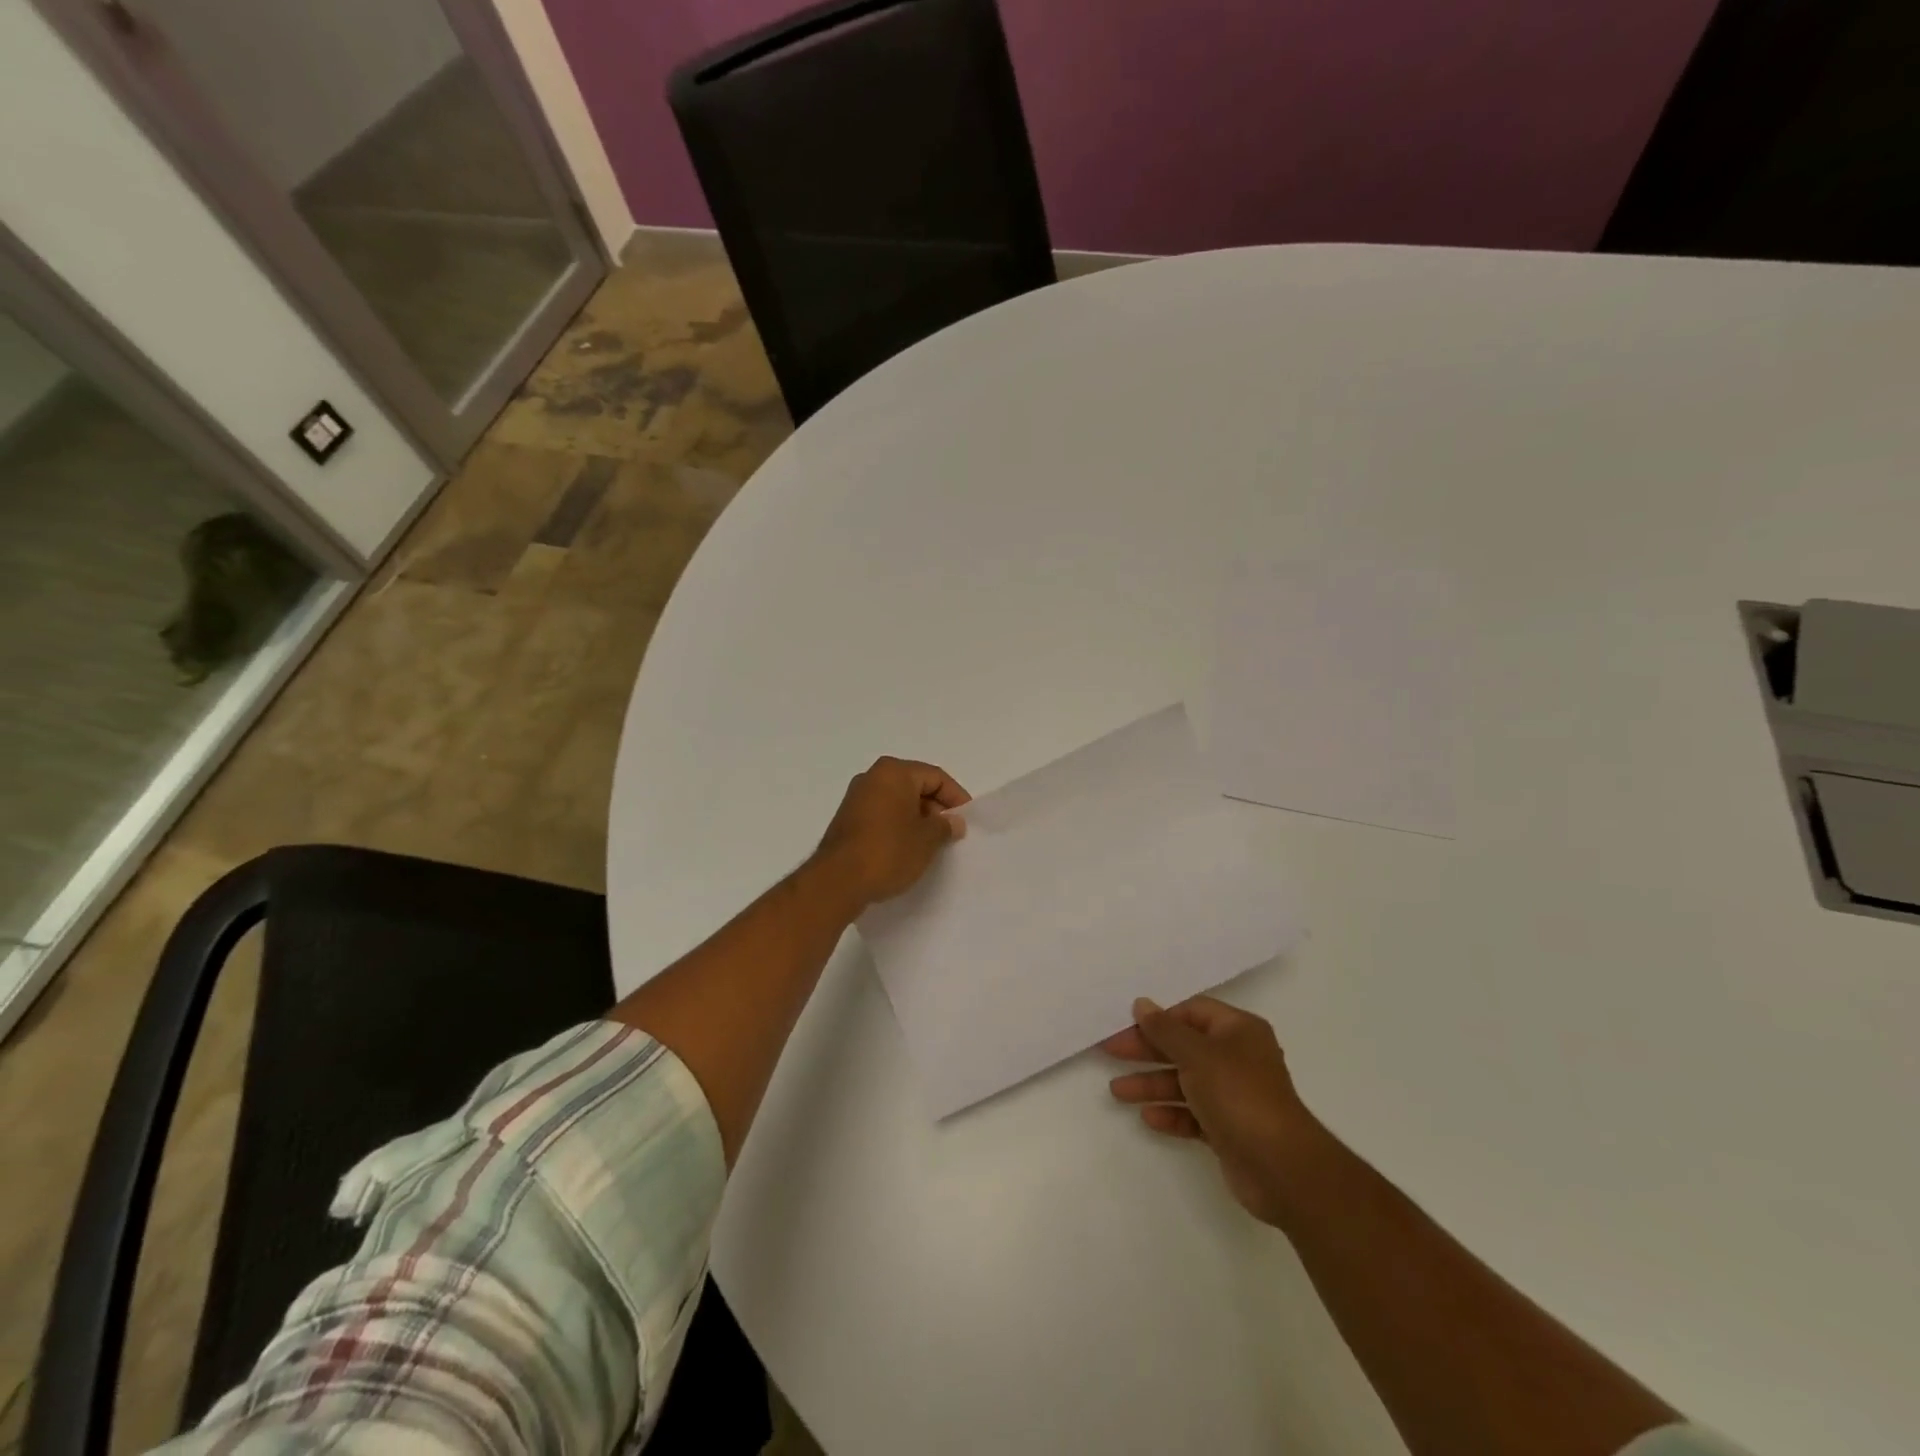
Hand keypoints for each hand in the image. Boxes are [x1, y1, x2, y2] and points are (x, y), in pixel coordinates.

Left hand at [809, 757, 970, 913]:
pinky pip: (882, 814)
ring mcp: (856, 798)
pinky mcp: (846, 819)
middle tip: (950, 834)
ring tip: (931, 845)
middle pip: (915, 785)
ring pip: (897, 801)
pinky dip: (898, 826)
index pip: (935, 776)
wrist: (837, 881)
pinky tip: (906, 849)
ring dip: (917, 819)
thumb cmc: (888, 851)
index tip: (966, 821)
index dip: (955, 797)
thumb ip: (945, 826)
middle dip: (936, 808)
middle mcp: (872, 777)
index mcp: (894, 772)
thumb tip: (953, 821)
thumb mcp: (927, 840)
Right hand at [1103, 996, 1321, 1226]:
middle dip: (1147, 1051)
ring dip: (1152, 1084)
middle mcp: (1237, 1058)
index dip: (1159, 1018)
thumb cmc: (1238, 1095)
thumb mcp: (1197, 1054)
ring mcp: (1234, 1095)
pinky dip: (1171, 1113)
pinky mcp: (1229, 1129)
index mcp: (1238, 1031)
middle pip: (1184, 1047)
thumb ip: (1165, 1030)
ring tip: (1117, 1092)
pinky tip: (1148, 1117)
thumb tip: (1142, 1003)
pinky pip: (1193, 1114)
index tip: (1126, 1025)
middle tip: (1110, 1052)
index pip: (1191, 1012)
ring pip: (1185, 1082)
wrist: (1281, 1168)